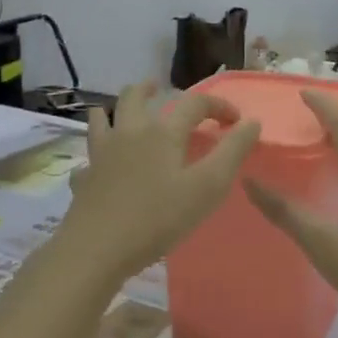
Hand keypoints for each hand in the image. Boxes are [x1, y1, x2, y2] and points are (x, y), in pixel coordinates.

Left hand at [55, 82, 260, 285]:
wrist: (96, 249)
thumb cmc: (158, 218)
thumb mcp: (207, 187)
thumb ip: (232, 152)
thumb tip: (251, 122)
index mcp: (163, 132)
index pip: (194, 103)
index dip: (218, 105)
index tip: (235, 120)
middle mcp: (130, 133)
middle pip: (135, 97)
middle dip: (150, 89)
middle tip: (159, 87)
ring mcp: (102, 154)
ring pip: (103, 118)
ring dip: (115, 108)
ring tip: (122, 110)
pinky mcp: (85, 178)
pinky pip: (88, 156)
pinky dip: (96, 152)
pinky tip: (99, 162)